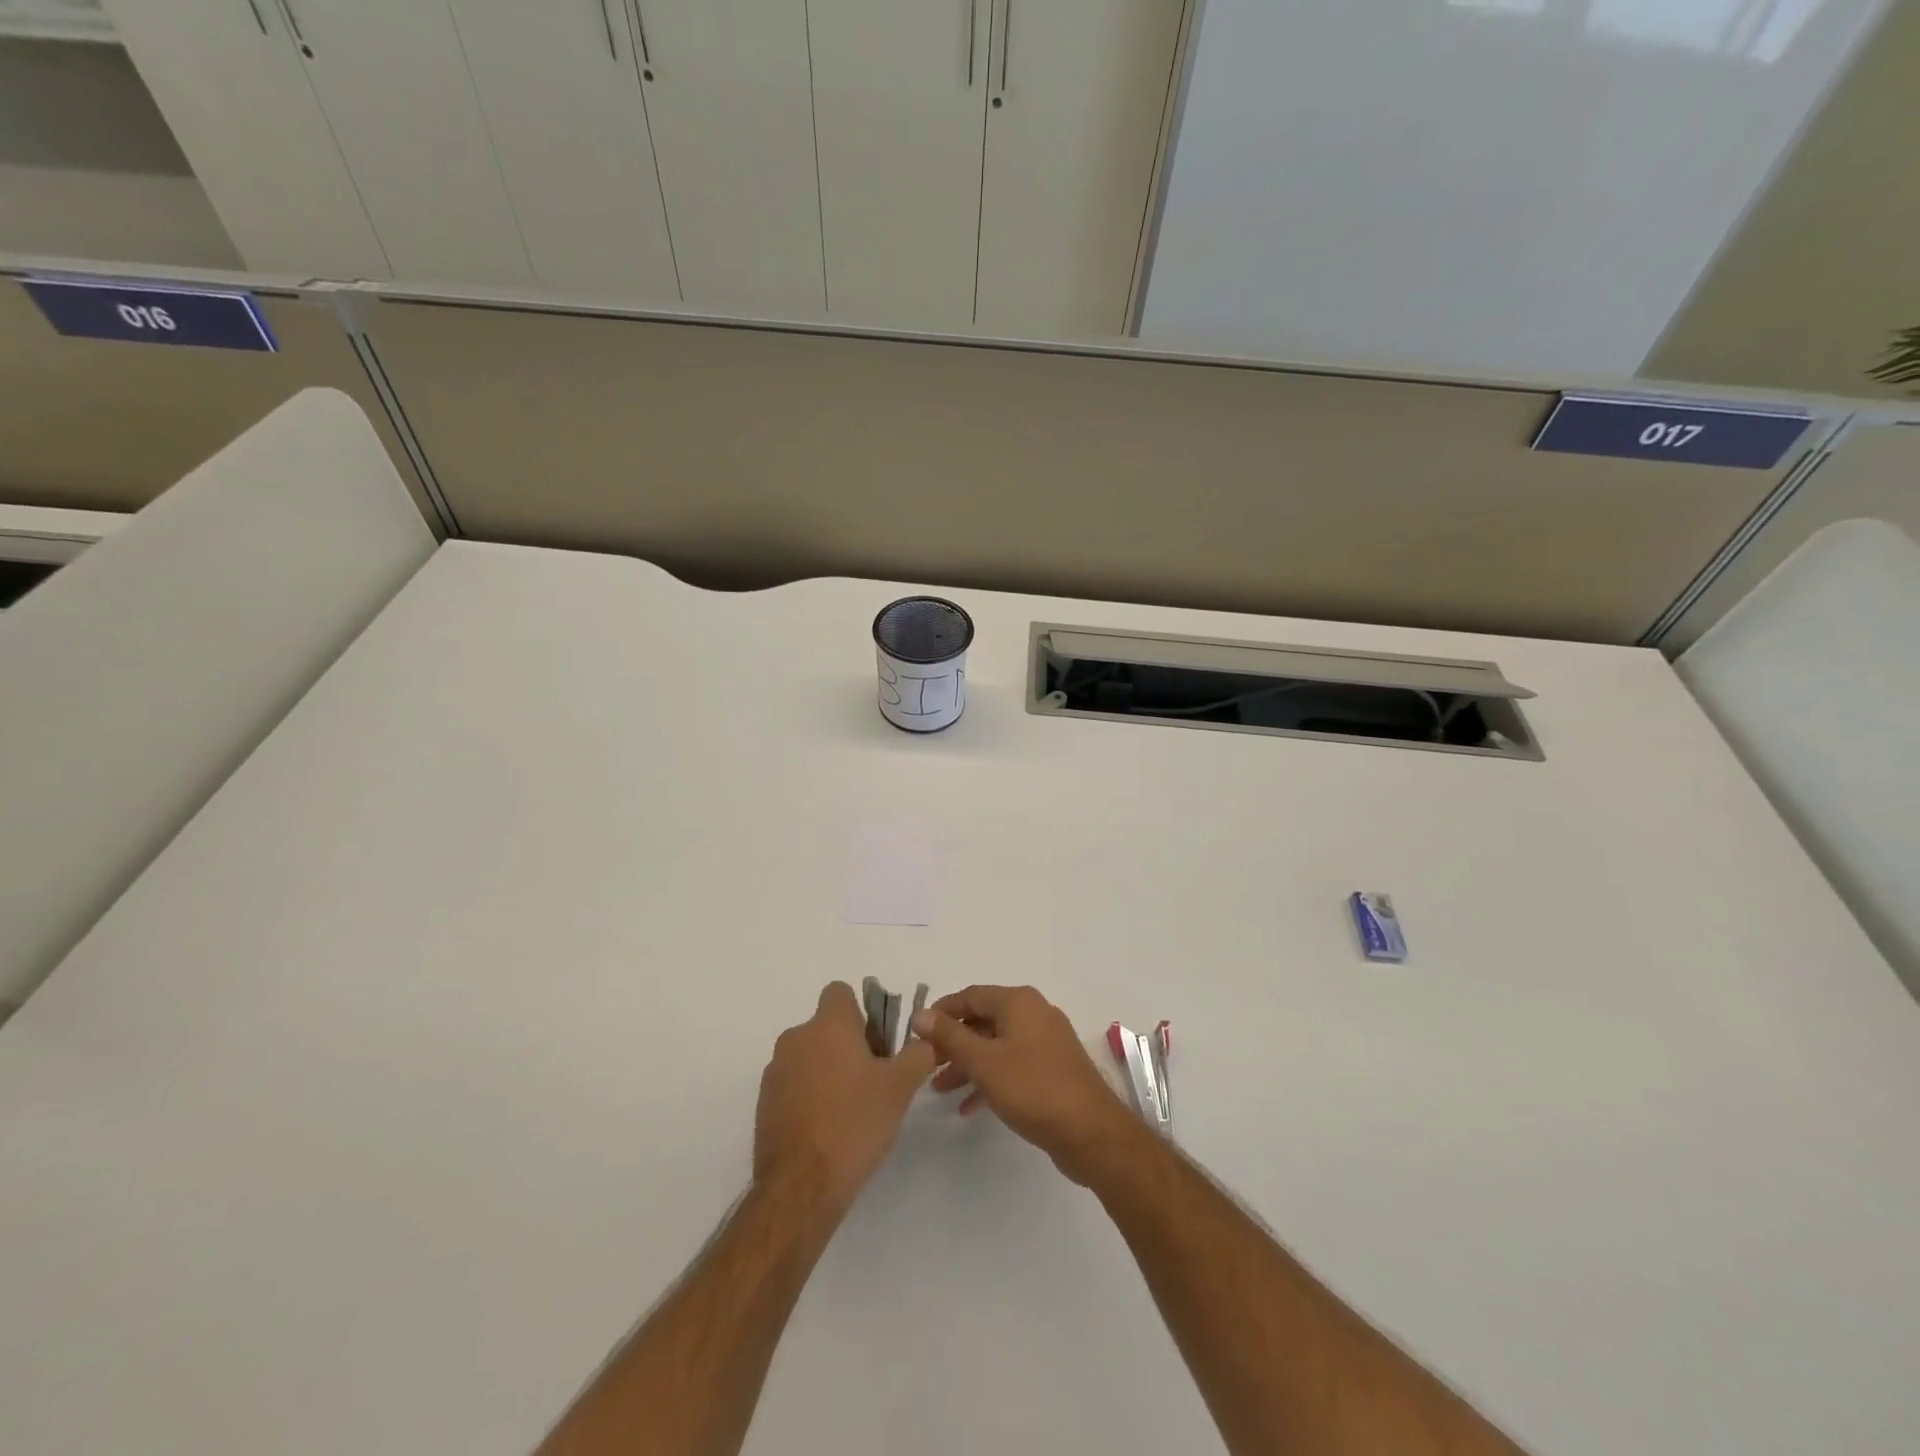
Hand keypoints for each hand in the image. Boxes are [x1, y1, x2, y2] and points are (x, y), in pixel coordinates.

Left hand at [754, 982, 935, 1212]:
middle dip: (848, 1045)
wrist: (801, 1187)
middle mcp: (796, 1038)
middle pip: (826, 1026)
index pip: (840, 992)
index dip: (861, 1011)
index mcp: (827, 1025)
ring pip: (810, 1056)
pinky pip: (794, 1084)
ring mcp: (775, 1071)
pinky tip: (828, 1129)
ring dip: (828, 1071)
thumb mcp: (900, 1087)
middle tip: (873, 1080)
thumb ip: (917, 1054)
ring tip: (851, 1110)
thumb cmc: (855, 1124)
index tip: (877, 1042)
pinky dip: (810, 1096)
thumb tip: (924, 1041)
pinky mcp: (764, 1103)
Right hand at [912, 985, 1140, 1185]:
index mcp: (1018, 1002)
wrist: (1091, 1132)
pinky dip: (990, 1079)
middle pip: (983, 1020)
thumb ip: (950, 1037)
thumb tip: (921, 1014)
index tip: (917, 1034)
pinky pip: (1012, 1064)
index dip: (942, 1012)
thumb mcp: (984, 1062)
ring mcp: (1045, 1041)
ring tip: (940, 1090)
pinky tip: (969, 1107)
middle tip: (926, 1065)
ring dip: (968, 1064)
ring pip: (996, 1045)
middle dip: (953, 1042)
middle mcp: (1033, 1013)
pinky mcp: (1051, 1068)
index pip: (970, 996)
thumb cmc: (1032, 1088)